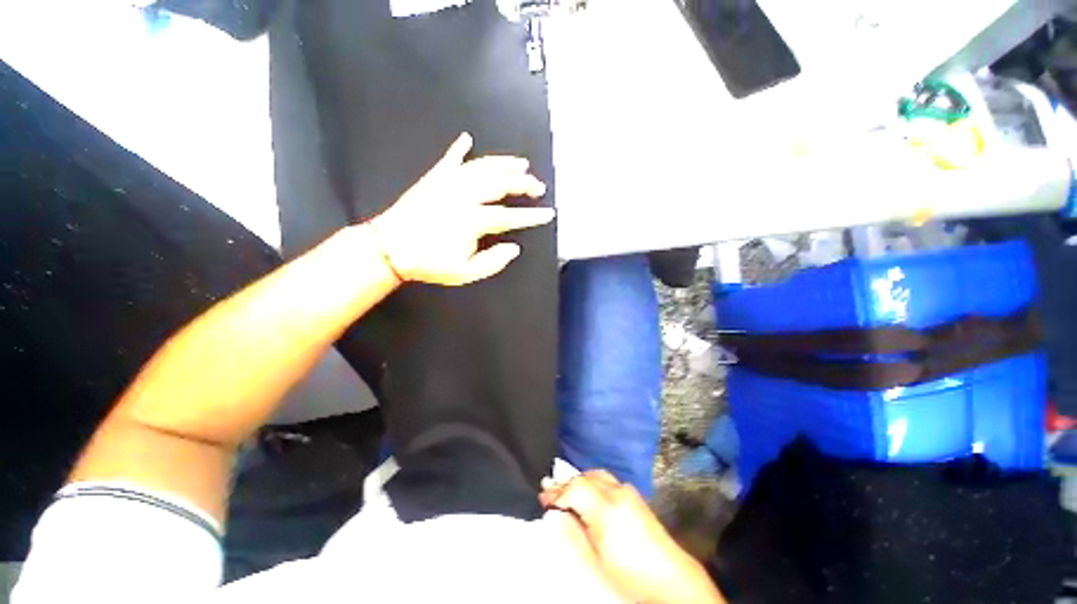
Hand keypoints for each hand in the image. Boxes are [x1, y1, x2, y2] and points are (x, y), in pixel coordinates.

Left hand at [369, 132, 552, 285]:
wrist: (388, 249)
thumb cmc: (429, 264)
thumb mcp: (465, 273)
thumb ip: (493, 262)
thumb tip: (514, 247)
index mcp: (472, 220)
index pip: (510, 216)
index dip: (532, 216)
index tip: (548, 213)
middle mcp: (463, 196)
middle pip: (500, 183)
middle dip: (523, 183)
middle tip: (538, 186)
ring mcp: (447, 184)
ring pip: (481, 166)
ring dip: (503, 163)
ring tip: (521, 162)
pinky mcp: (432, 179)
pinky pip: (449, 159)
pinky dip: (459, 148)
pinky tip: (467, 139)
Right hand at [541, 471, 724, 603]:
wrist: (672, 578)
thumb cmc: (630, 574)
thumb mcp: (596, 559)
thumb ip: (574, 532)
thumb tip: (557, 514)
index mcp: (606, 507)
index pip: (574, 488)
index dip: (557, 492)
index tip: (543, 498)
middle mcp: (617, 492)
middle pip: (585, 478)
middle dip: (566, 484)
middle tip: (550, 492)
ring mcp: (628, 491)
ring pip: (597, 475)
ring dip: (580, 480)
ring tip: (567, 489)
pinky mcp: (635, 496)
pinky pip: (608, 479)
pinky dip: (593, 481)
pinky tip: (589, 491)